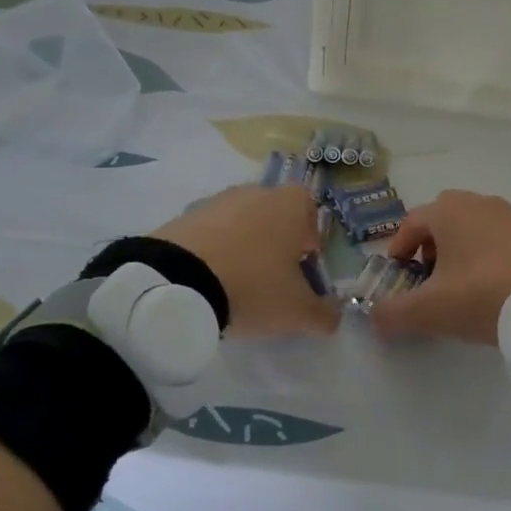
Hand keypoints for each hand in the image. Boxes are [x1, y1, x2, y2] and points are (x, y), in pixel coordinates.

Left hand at [152, 184, 337, 336]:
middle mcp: (256, 192)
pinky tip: (208, 281)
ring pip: (241, 224)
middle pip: (275, 217)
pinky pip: (210, 233)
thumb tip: (333, 317)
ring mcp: (217, 200)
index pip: (311, 213)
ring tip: (236, 285)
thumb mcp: (297, 311)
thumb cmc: (253, 285)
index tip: (302, 271)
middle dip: (276, 245)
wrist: (177, 281)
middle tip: (271, 281)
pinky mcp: (184, 216)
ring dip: (244, 248)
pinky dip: (213, 252)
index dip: (310, 242)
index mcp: (290, 204)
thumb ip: (323, 314)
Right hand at [371, 190, 510, 344]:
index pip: (411, 222)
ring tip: (459, 283)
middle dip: (429, 244)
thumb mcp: (429, 311)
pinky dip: (485, 252)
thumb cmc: (481, 297)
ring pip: (471, 225)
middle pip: (441, 218)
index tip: (399, 275)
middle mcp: (478, 202)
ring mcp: (509, 214)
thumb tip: (374, 317)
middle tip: (428, 276)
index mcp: (449, 211)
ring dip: (458, 248)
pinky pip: (497, 235)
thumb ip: (392, 313)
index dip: (398, 248)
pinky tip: (490, 283)